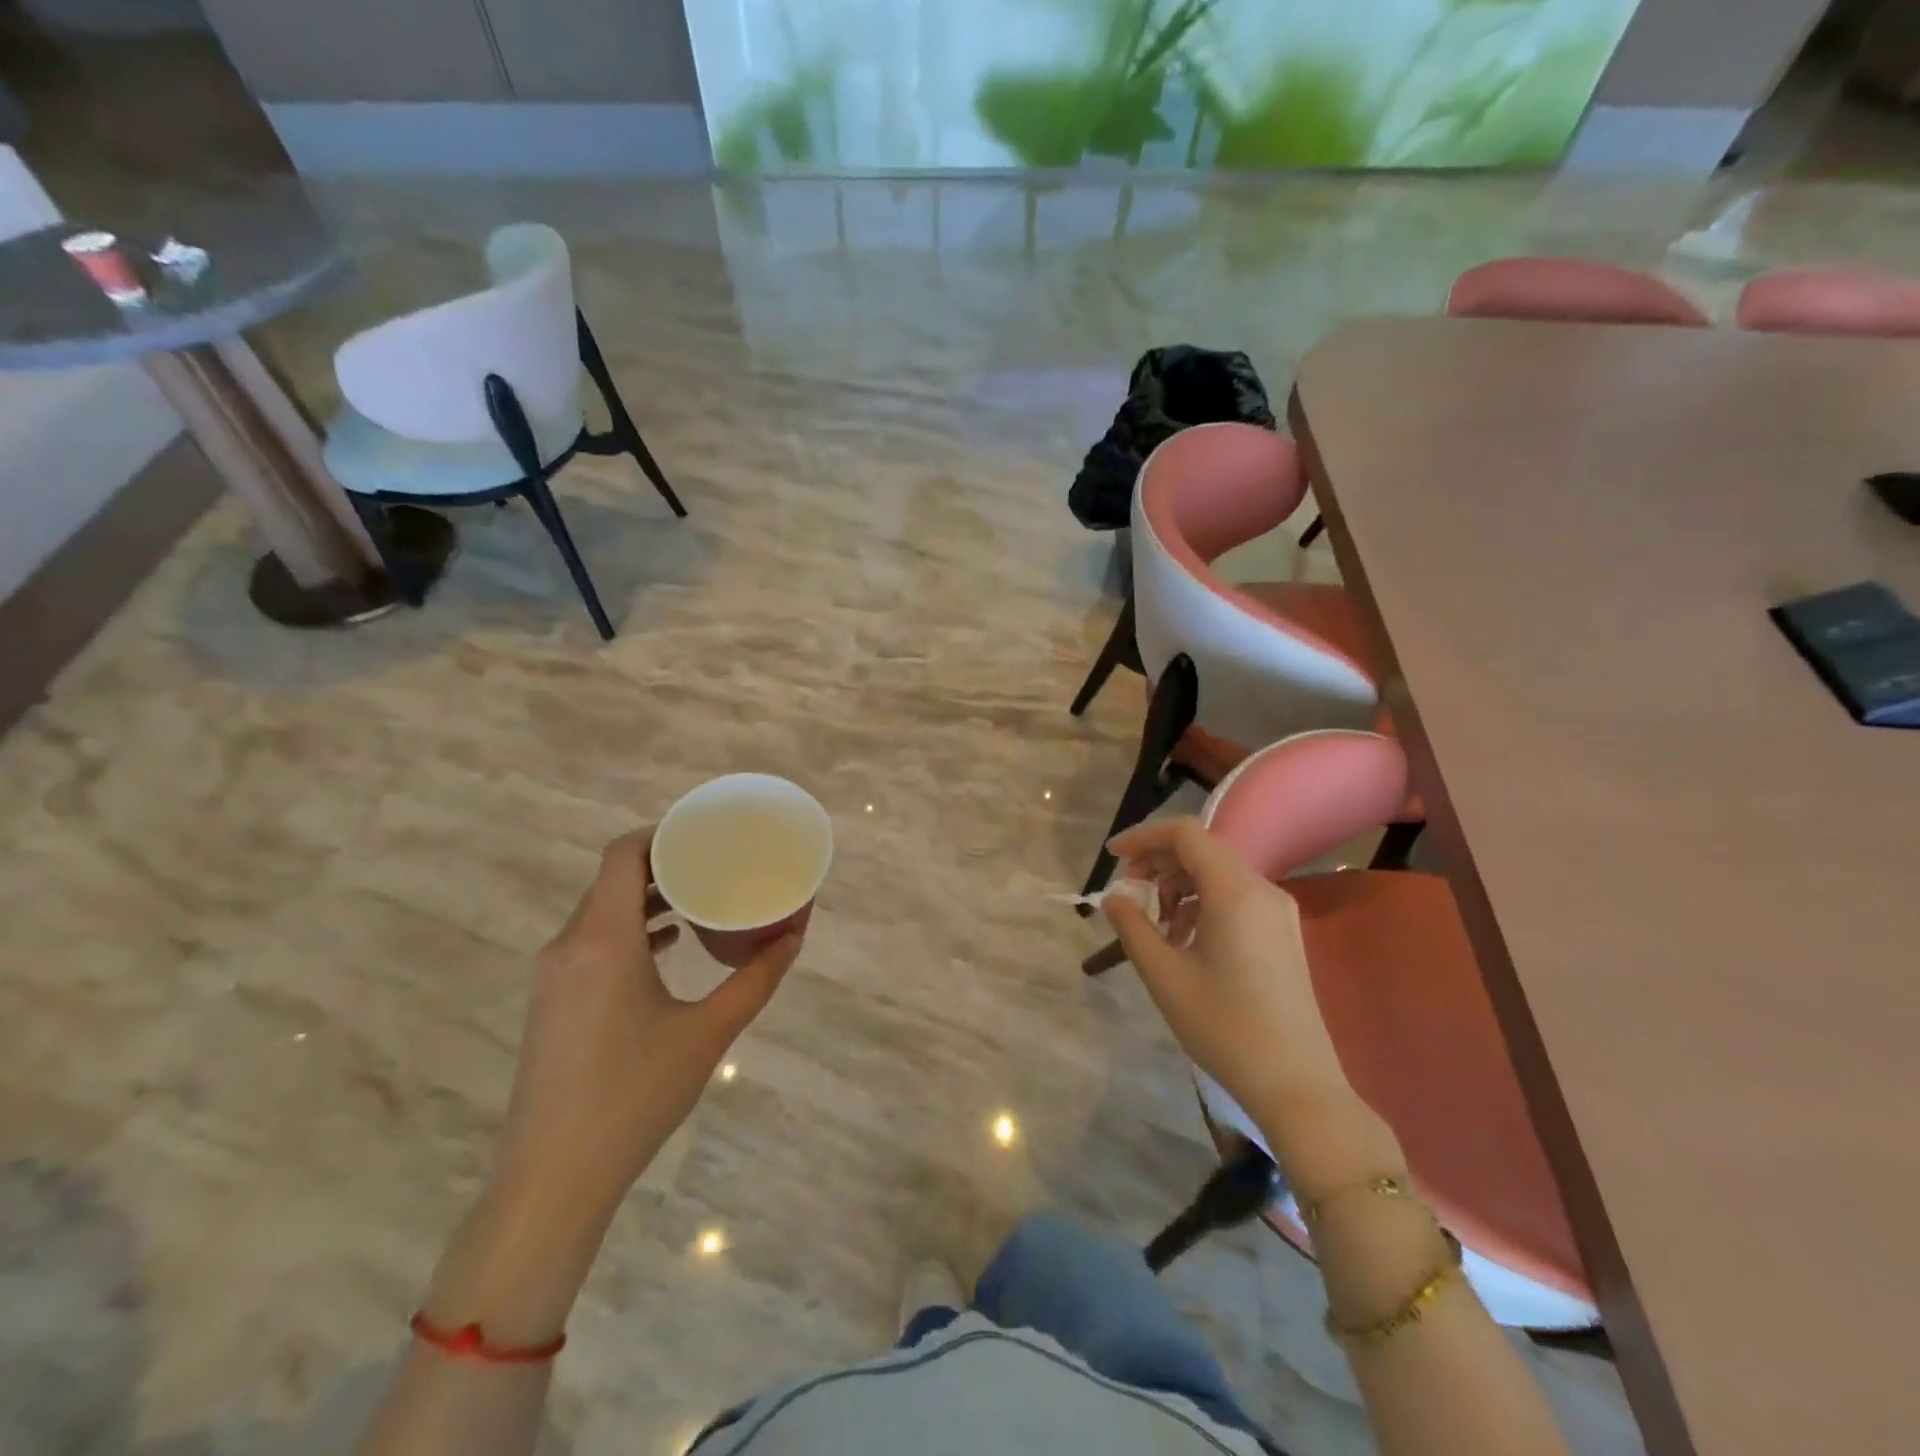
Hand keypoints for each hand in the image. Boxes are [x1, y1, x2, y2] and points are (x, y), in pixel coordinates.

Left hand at [493, 829, 800, 1222]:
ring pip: (600, 911)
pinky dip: (628, 930)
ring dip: (646, 898)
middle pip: (613, 879)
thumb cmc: (634, 1095)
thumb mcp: (708, 1033)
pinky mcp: (550, 1002)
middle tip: (715, 864)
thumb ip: (756, 979)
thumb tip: (795, 938)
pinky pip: (590, 942)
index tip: (704, 834)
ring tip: (699, 901)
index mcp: (604, 939)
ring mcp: (553, 976)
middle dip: (664, 864)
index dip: (661, 833)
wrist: (552, 1178)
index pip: (622, 854)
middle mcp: (569, 945)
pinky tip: (666, 948)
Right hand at [1102, 817, 1351, 1118]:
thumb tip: (1114, 897)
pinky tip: (1184, 939)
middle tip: (1129, 893)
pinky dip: (1202, 902)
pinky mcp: (1283, 931)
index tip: (1112, 858)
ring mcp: (1278, 910)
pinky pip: (1235, 896)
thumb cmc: (1224, 1027)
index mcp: (1235, 892)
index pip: (1185, 834)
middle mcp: (1262, 889)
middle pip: (1202, 849)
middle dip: (1158, 862)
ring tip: (1154, 924)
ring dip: (1179, 884)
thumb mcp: (1164, 975)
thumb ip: (1132, 926)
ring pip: (1218, 872)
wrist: (1296, 1084)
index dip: (1143, 837)